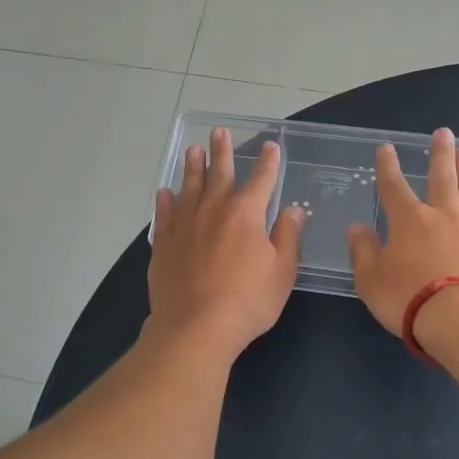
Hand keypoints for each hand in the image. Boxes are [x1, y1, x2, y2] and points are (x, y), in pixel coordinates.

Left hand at [148, 128, 304, 362]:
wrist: (196, 326)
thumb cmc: (248, 301)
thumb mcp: (282, 271)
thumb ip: (288, 237)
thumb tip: (294, 210)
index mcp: (246, 214)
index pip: (261, 180)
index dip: (268, 163)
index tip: (271, 146)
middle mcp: (213, 211)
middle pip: (219, 174)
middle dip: (222, 152)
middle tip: (219, 131)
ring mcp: (184, 226)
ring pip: (189, 188)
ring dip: (192, 168)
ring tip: (192, 150)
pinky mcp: (163, 245)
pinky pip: (164, 215)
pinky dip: (165, 201)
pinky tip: (165, 192)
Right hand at [346, 128, 458, 343]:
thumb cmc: (409, 298)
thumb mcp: (371, 279)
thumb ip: (363, 251)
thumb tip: (357, 228)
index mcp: (408, 221)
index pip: (394, 187)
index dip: (388, 167)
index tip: (387, 148)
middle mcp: (441, 217)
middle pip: (441, 178)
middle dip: (439, 154)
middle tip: (443, 133)